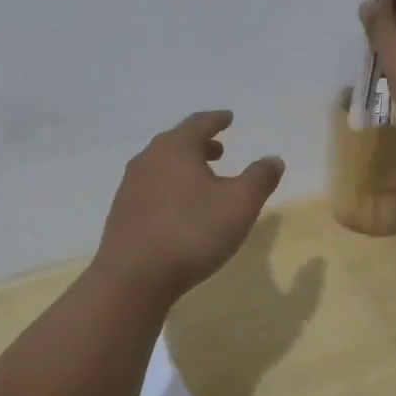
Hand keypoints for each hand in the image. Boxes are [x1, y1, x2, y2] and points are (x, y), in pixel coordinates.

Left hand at [92, 110, 285, 301]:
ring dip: (184, 168)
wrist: (133, 277)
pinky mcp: (122, 213)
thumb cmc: (192, 232)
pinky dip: (170, 188)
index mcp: (175, 148)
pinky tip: (180, 210)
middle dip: (200, 145)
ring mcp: (130, 186)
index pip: (199, 123)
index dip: (217, 120)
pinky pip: (151, 189)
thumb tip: (273, 159)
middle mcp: (148, 159)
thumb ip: (259, 178)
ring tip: (203, 182)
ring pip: (162, 166)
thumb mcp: (239, 205)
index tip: (229, 118)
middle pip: (177, 143)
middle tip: (219, 151)